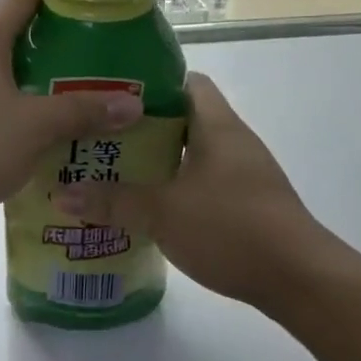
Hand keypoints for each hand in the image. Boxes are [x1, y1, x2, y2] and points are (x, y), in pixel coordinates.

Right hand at [53, 73, 321, 310]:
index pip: (186, 82)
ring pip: (192, 154)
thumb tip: (61, 194)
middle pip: (184, 119)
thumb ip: (113, 201)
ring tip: (114, 172)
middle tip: (99, 139)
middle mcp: (233, 141)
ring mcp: (244, 173)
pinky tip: (149, 207)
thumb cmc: (231, 229)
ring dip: (158, 161)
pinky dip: (176, 187)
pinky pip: (204, 182)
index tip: (110, 98)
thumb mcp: (163, 214)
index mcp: (217, 126)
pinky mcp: (248, 203)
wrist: (299, 278)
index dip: (149, 84)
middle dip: (142, 128)